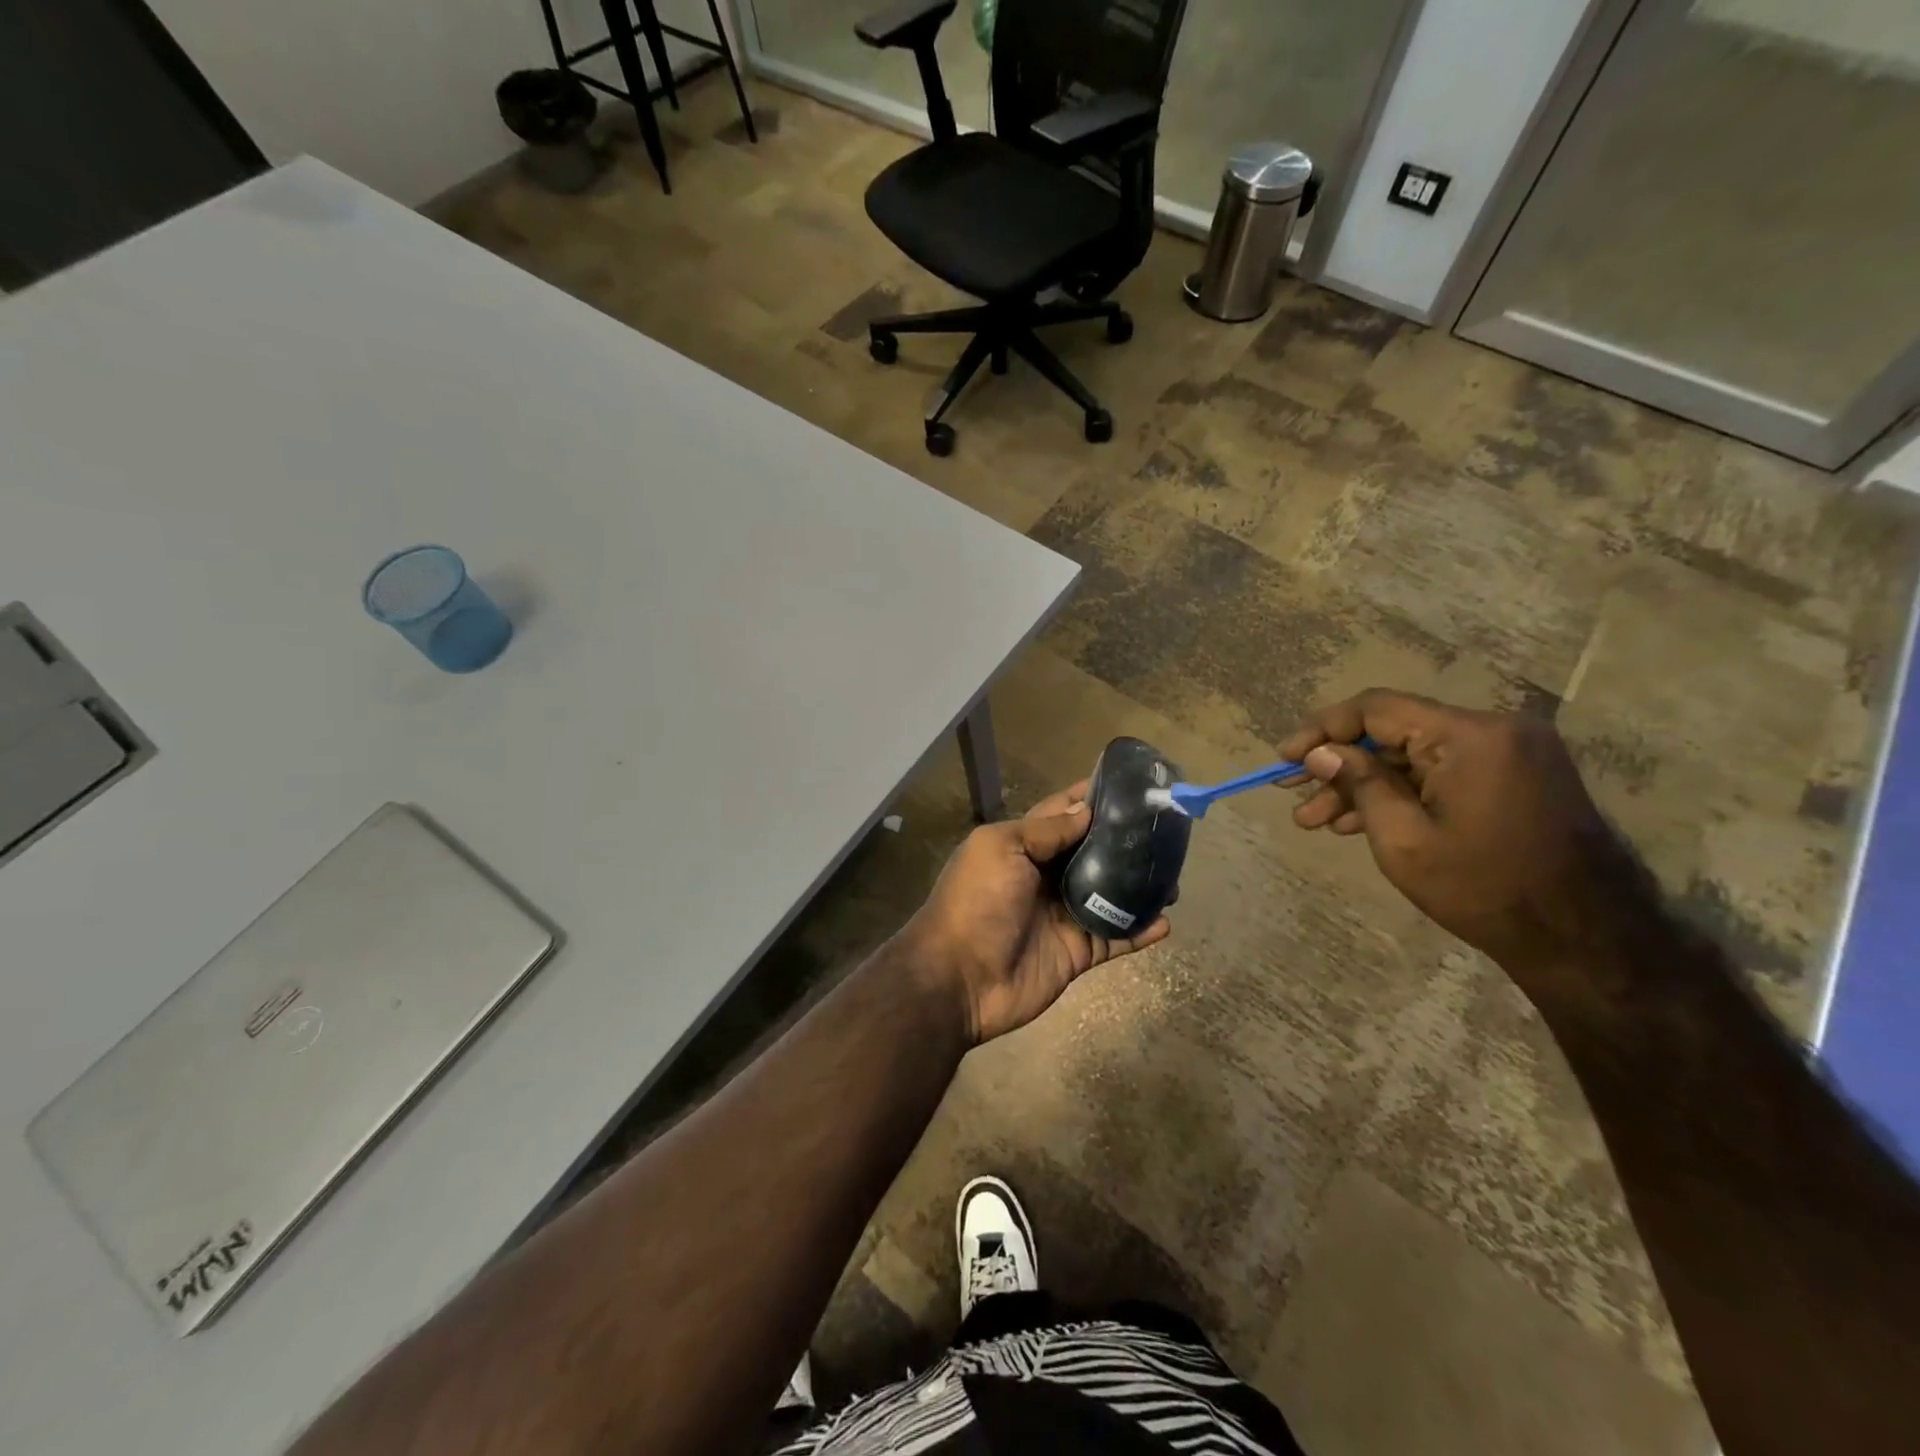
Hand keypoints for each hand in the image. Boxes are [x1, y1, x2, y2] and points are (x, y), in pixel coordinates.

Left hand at [900, 782, 1170, 1044]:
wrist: (959, 978)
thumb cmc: (977, 901)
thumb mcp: (1002, 849)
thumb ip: (1045, 831)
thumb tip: (1087, 810)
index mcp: (1023, 847)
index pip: (1062, 814)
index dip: (1091, 799)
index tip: (1130, 786)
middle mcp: (1046, 876)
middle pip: (1093, 853)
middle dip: (1126, 842)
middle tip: (1166, 831)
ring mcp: (1063, 915)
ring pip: (1111, 894)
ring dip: (1140, 886)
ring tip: (1172, 876)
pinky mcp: (1077, 952)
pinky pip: (1115, 937)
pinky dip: (1140, 930)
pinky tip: (1166, 922)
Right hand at [1278, 690, 1637, 976]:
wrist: (1586, 940)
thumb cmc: (1484, 889)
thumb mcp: (1403, 839)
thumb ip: (1359, 783)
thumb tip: (1321, 752)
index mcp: (1470, 736)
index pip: (1377, 708)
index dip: (1322, 729)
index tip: (1285, 757)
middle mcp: (1494, 730)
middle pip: (1394, 733)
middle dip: (1339, 767)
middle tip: (1293, 796)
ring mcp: (1509, 753)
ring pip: (1414, 757)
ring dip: (1365, 785)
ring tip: (1315, 821)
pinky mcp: (1515, 776)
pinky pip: (1442, 772)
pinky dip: (1402, 793)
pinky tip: (1358, 821)